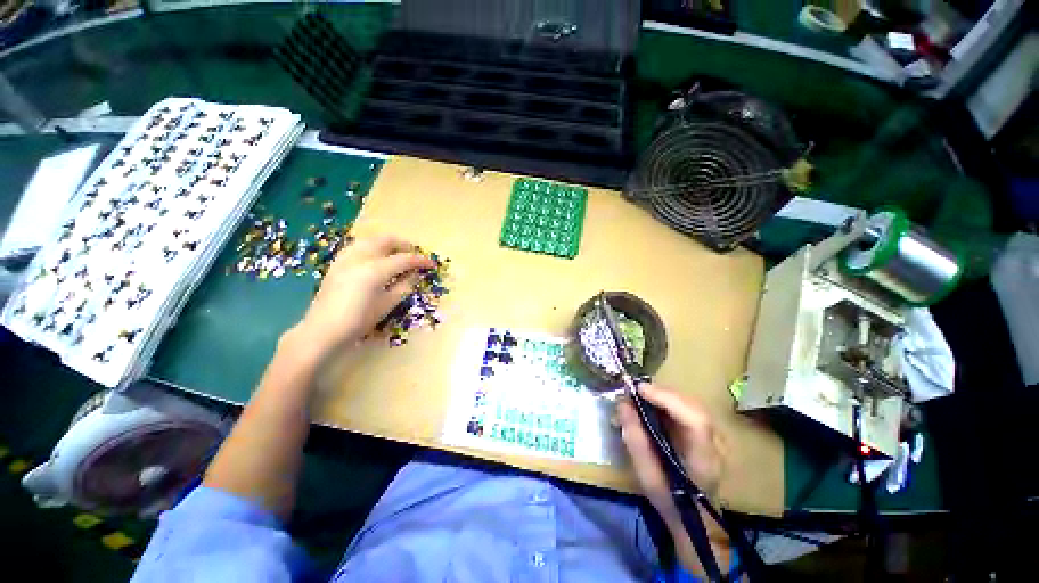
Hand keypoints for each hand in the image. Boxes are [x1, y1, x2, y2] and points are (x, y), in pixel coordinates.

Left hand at [289, 235, 434, 355]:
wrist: (323, 330)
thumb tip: (416, 274)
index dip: (421, 261)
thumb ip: (404, 286)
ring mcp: (346, 258)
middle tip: (415, 255)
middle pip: (386, 241)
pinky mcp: (337, 262)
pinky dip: (372, 246)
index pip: (405, 259)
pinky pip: (358, 245)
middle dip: (404, 245)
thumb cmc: (359, 321)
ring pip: (370, 239)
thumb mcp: (387, 304)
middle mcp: (360, 258)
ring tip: (398, 253)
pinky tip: (376, 257)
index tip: (432, 264)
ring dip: (388, 243)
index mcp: (375, 270)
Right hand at [617, 383, 725, 529]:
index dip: (668, 399)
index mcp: (704, 458)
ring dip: (663, 396)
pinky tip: (650, 403)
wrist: (695, 519)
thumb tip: (622, 405)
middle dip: (661, 394)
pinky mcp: (705, 432)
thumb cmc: (670, 501)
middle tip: (634, 391)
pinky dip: (666, 402)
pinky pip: (685, 408)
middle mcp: (715, 443)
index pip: (694, 420)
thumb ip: (636, 440)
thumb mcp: (647, 476)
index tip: (640, 389)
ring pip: (689, 404)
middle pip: (691, 406)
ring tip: (639, 395)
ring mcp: (713, 436)